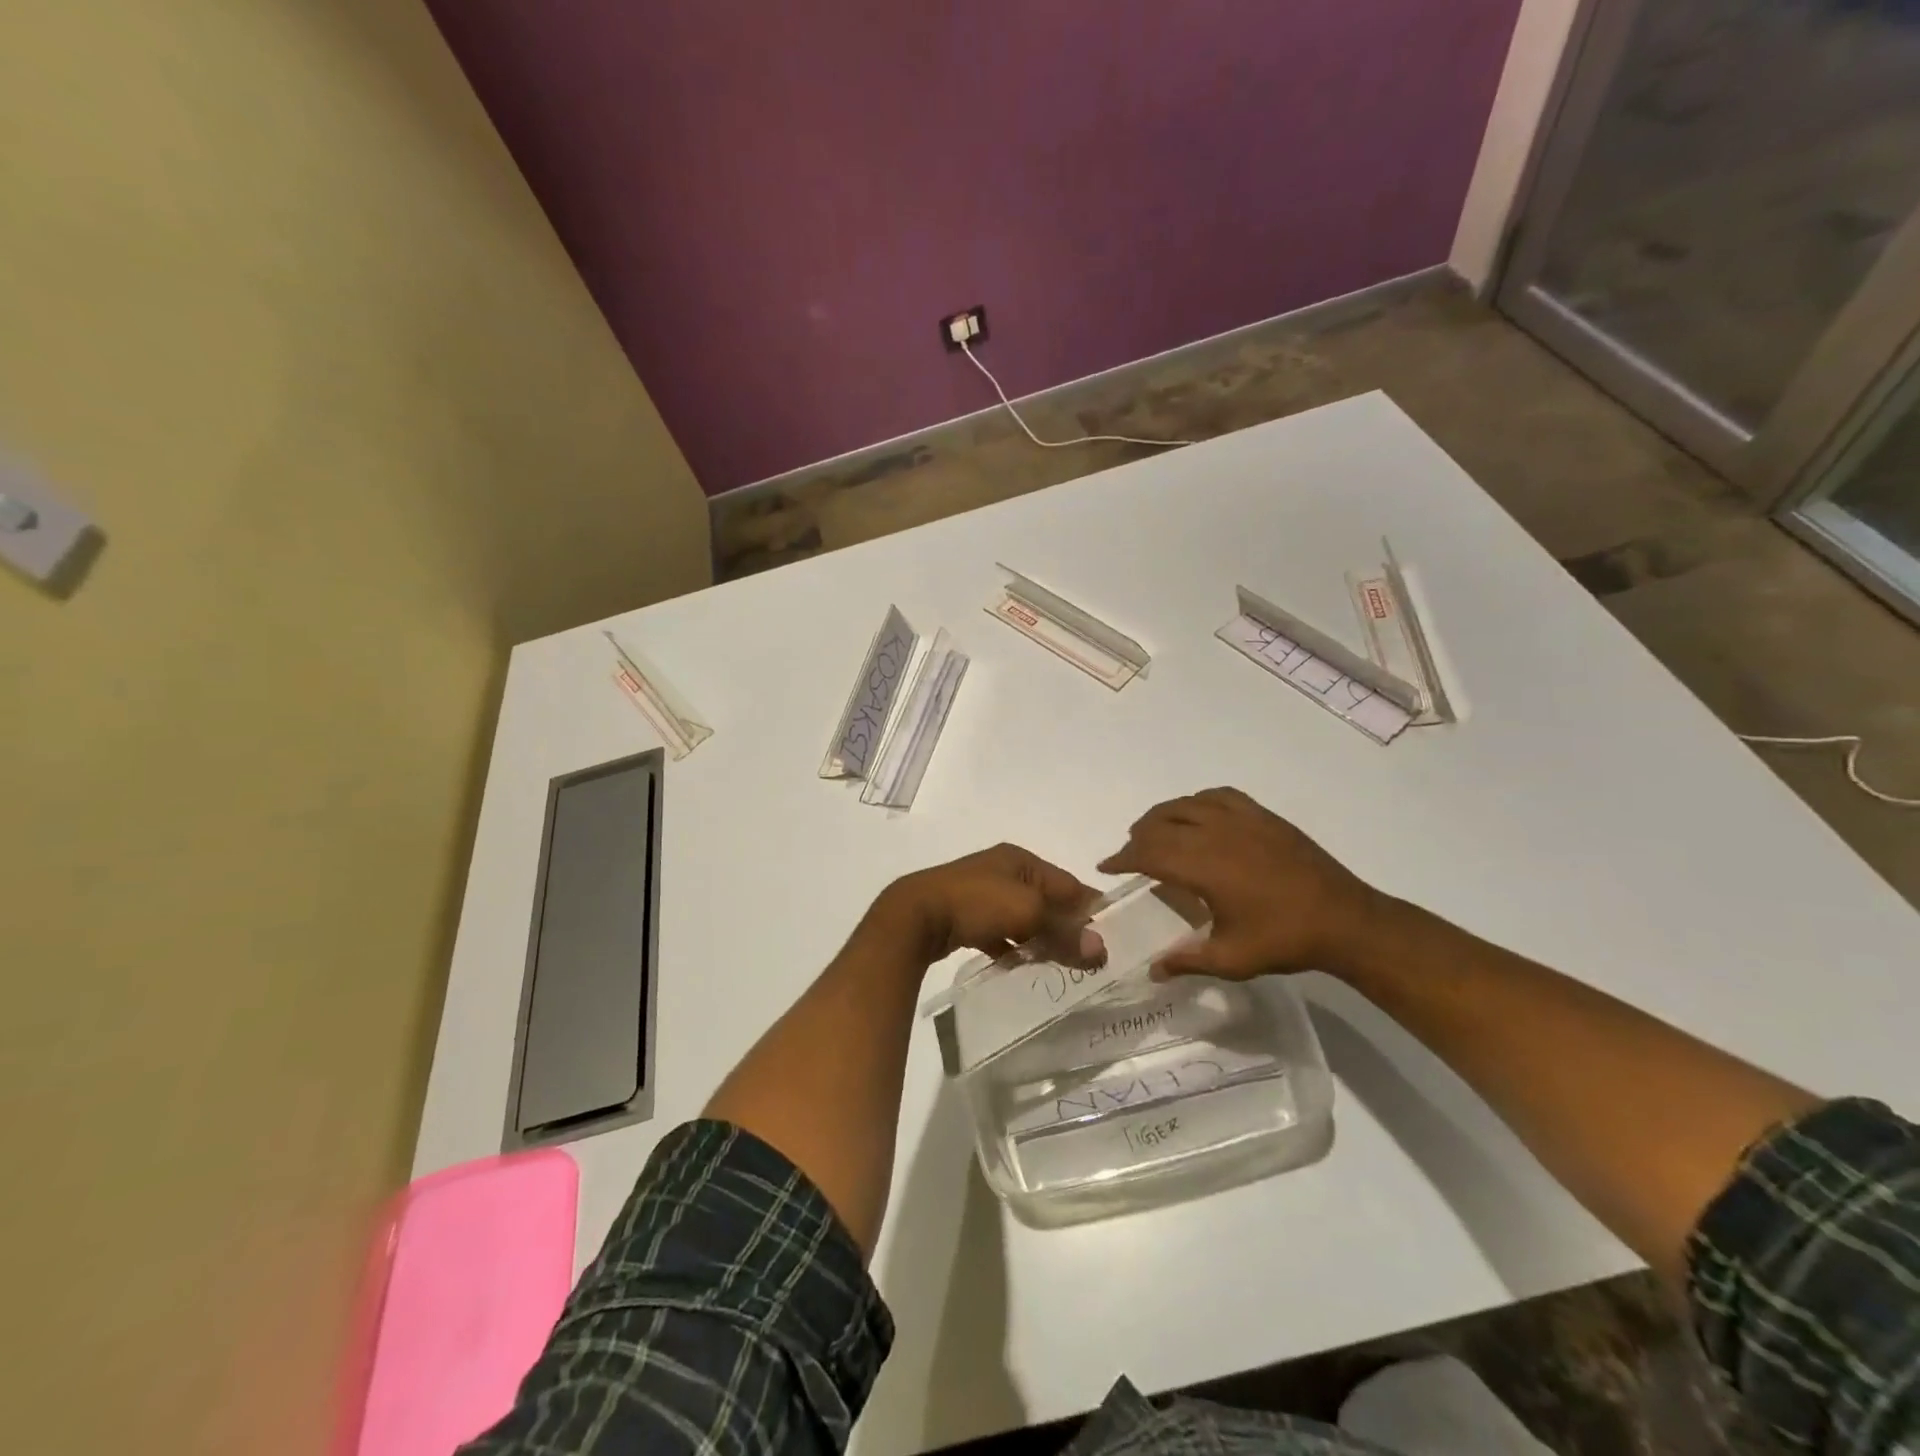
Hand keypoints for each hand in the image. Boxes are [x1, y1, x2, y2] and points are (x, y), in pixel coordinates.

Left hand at [871, 843, 1099, 966]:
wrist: (916, 915)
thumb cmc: (977, 902)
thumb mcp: (1028, 913)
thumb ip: (1064, 931)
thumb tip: (1101, 950)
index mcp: (1020, 860)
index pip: (1068, 883)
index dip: (1090, 907)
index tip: (1111, 935)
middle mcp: (1002, 871)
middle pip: (1046, 900)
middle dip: (1066, 926)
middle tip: (1087, 956)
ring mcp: (981, 893)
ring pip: (1023, 918)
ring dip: (1040, 938)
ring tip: (1059, 964)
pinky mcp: (964, 916)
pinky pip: (999, 932)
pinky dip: (1012, 946)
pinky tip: (1020, 964)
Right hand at [1098, 787, 1382, 978]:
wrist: (1345, 920)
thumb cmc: (1285, 940)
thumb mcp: (1232, 960)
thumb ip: (1187, 961)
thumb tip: (1152, 970)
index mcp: (1204, 866)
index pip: (1148, 852)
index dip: (1122, 858)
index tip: (1106, 866)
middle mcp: (1216, 833)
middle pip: (1161, 823)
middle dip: (1138, 837)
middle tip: (1131, 856)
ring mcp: (1241, 819)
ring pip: (1186, 804)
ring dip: (1162, 816)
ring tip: (1156, 833)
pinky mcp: (1263, 816)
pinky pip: (1218, 796)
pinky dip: (1197, 802)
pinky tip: (1198, 815)